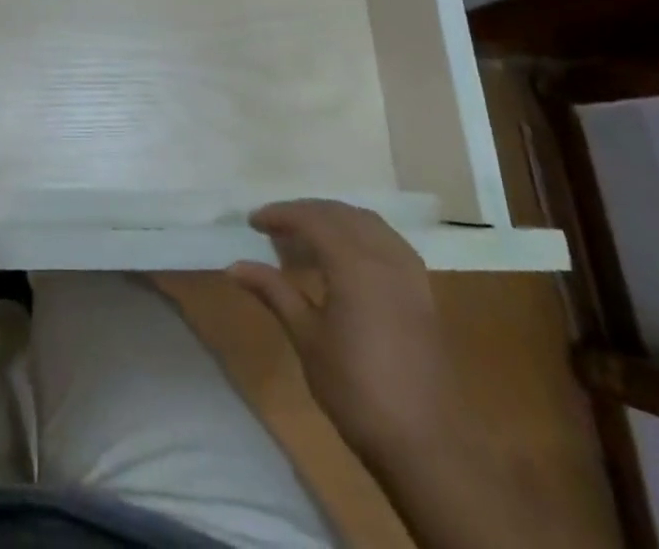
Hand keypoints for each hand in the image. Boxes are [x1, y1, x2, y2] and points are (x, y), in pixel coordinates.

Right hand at [229, 200, 460, 458]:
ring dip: (335, 219)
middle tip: (274, 227)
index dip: (280, 215)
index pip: (312, 219)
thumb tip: (234, 266)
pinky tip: (347, 255)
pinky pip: (388, 241)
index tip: (253, 222)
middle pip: (340, 214)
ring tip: (307, 236)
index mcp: (355, 264)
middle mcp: (384, 257)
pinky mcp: (422, 291)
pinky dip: (362, 234)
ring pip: (367, 223)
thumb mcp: (306, 338)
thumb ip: (274, 292)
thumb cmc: (356, 389)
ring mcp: (408, 273)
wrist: (424, 445)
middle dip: (305, 213)